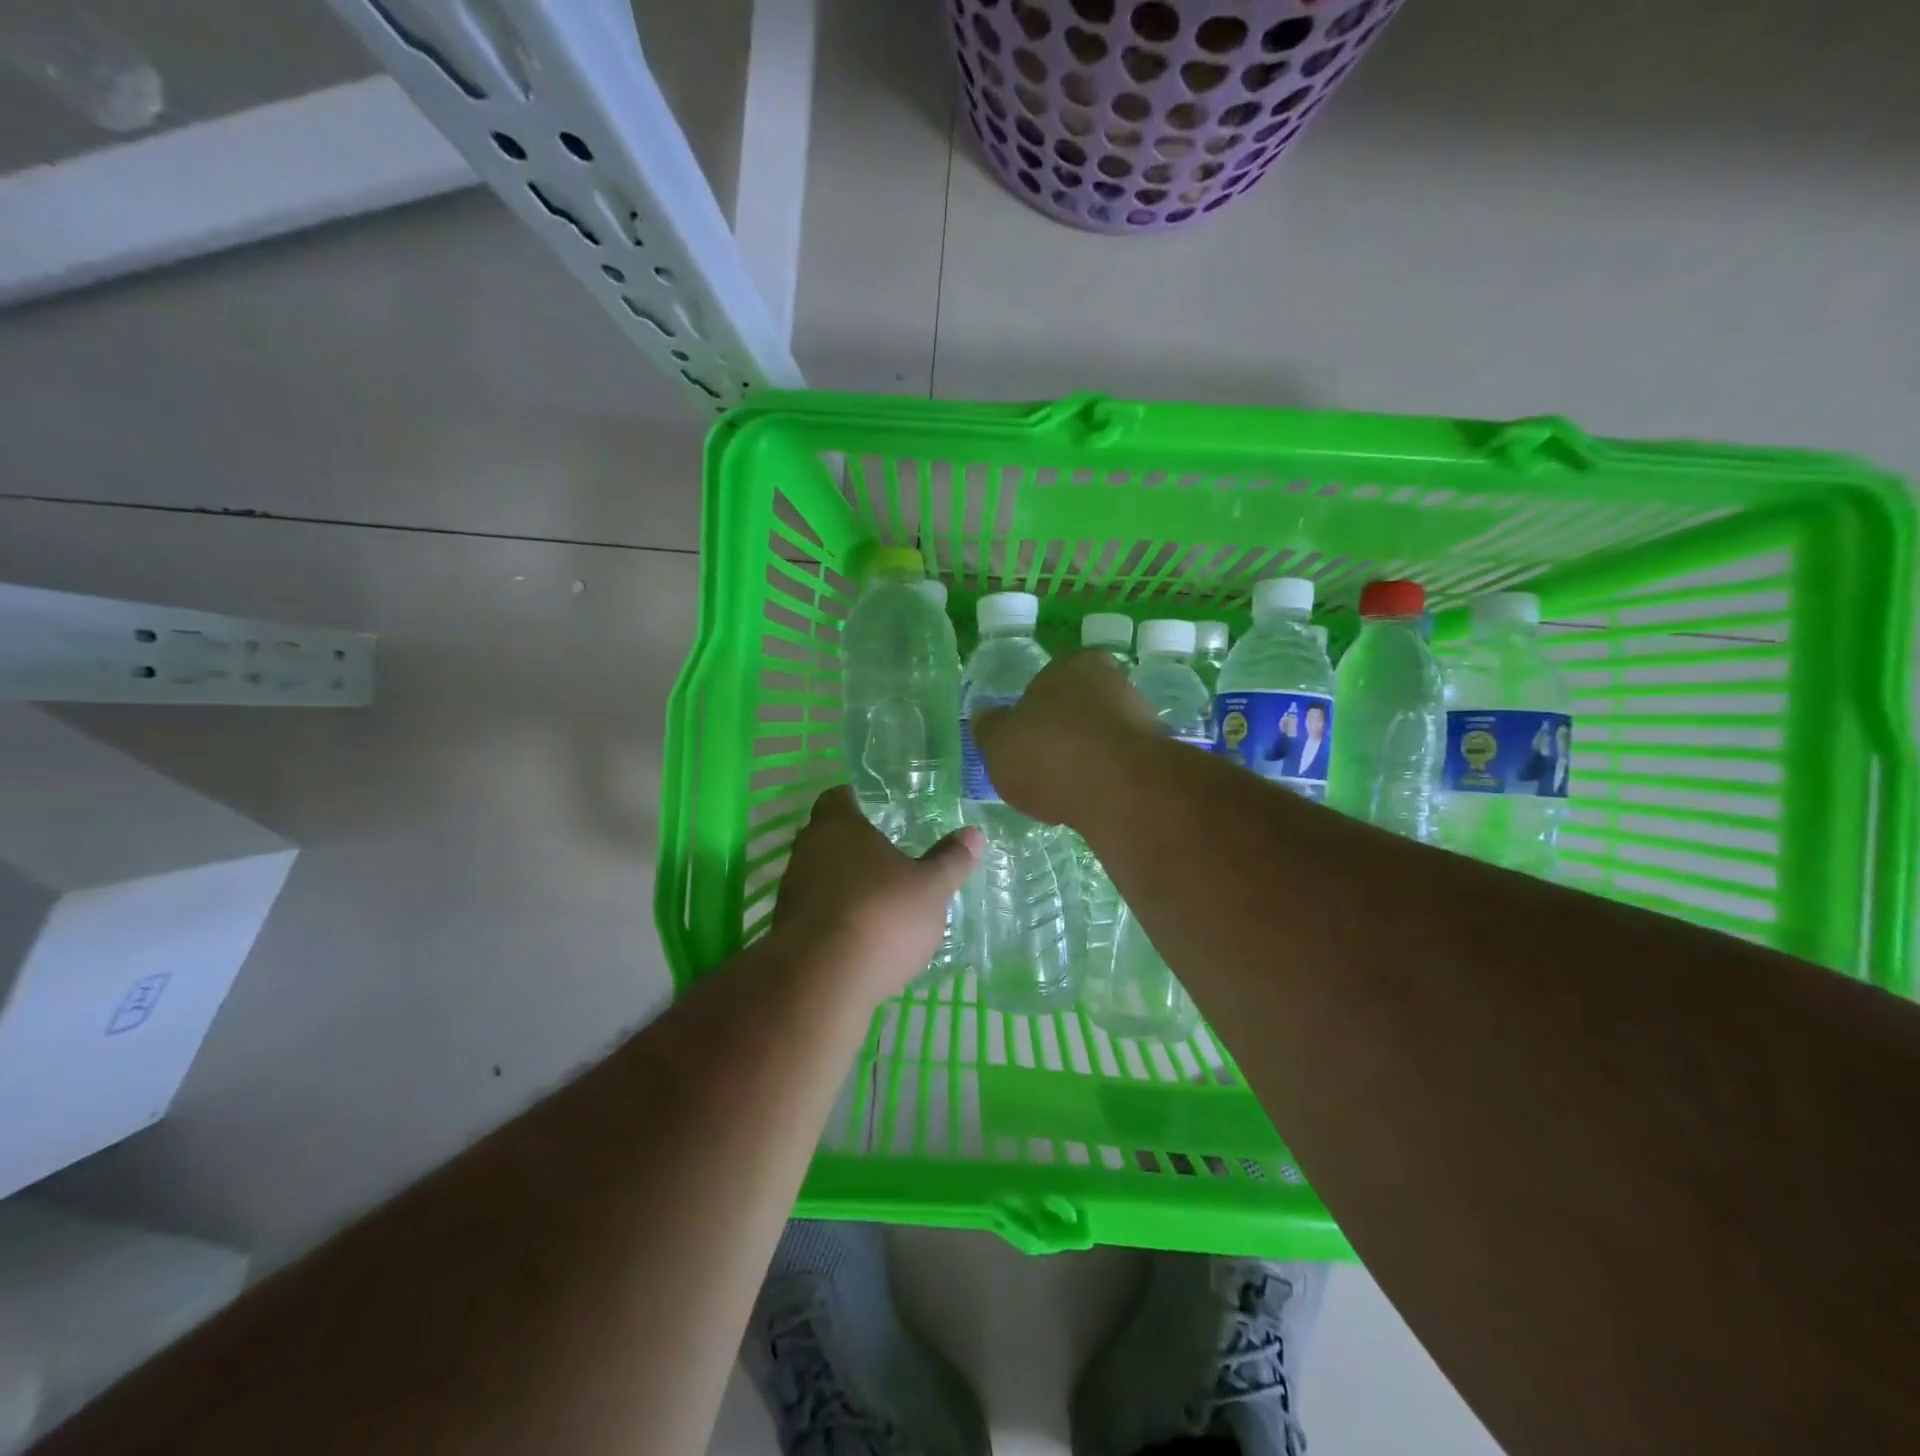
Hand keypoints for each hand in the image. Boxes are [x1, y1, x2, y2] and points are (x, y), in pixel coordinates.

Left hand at [773, 786, 981, 997]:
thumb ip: (950, 860)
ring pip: (818, 876)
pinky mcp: (785, 931)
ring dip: (843, 884)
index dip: (857, 801)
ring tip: (878, 900)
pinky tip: (860, 937)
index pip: (838, 797)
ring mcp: (791, 892)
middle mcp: (807, 850)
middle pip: (826, 837)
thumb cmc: (881, 915)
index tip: (879, 811)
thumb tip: (973, 833)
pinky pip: (814, 913)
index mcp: (838, 825)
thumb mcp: (931, 888)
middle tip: (887, 856)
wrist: (821, 982)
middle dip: (853, 845)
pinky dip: (835, 918)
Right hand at [972, 649, 1156, 824]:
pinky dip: (1104, 786)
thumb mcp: (997, 741)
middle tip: (1040, 767)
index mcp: (1076, 664)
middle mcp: (1116, 683)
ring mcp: (1143, 722)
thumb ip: (989, 728)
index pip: (1053, 677)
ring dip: (1084, 763)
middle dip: (1063, 736)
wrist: (1118, 792)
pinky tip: (1087, 806)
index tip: (1024, 737)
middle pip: (1080, 709)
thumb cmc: (1049, 751)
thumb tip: (985, 717)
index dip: (1036, 707)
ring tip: (1061, 795)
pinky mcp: (1159, 762)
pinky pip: (1119, 772)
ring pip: (1102, 741)